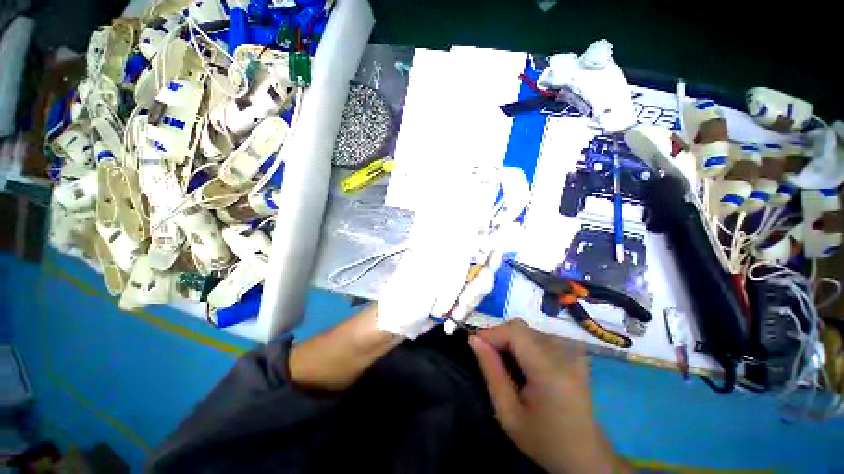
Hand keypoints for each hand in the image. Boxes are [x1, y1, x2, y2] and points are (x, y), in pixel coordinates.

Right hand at [469, 320, 626, 473]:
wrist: (585, 455)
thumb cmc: (544, 441)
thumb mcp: (508, 413)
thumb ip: (491, 371)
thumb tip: (473, 339)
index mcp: (551, 371)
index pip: (515, 331)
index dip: (491, 333)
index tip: (474, 345)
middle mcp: (565, 353)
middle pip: (520, 328)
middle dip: (498, 336)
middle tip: (487, 357)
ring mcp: (572, 351)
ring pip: (527, 330)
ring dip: (509, 340)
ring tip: (504, 363)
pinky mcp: (574, 352)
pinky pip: (538, 336)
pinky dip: (523, 343)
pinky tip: (523, 363)